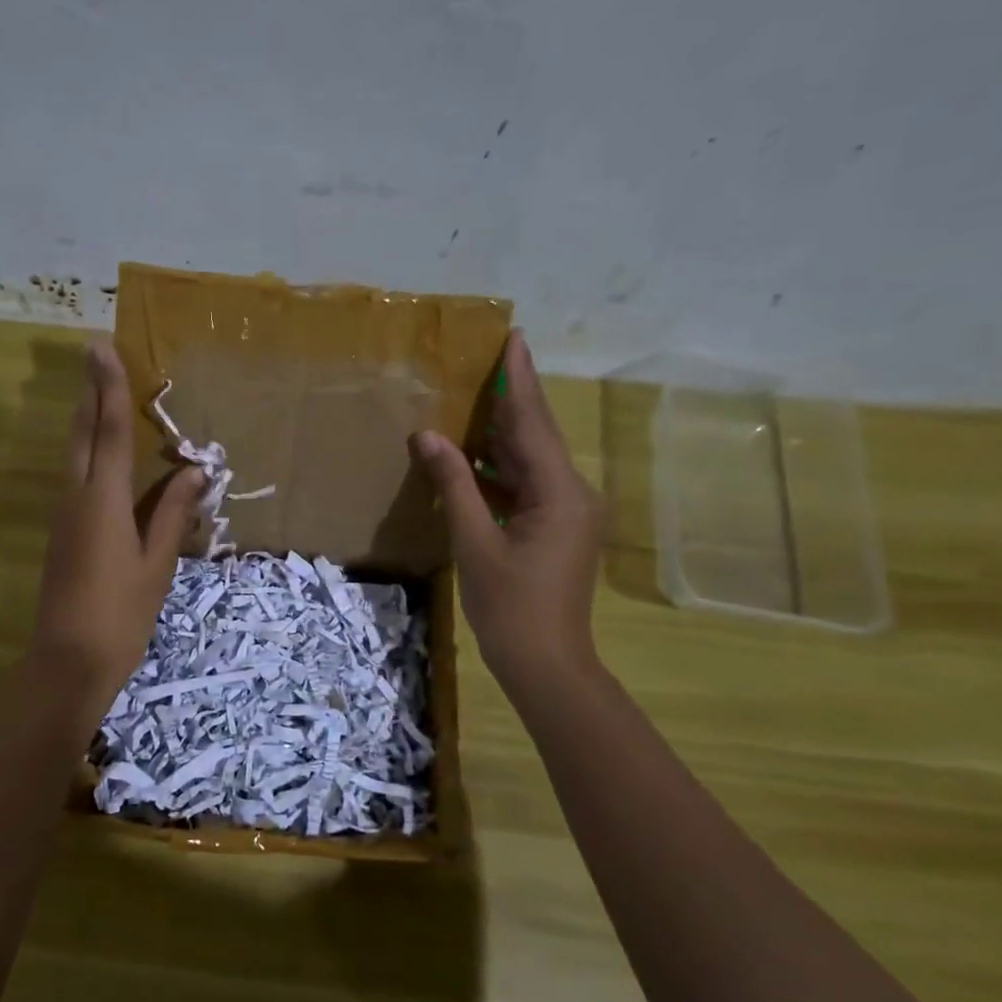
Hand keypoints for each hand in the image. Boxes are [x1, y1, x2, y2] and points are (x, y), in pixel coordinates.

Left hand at [27, 344, 205, 728]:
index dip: (109, 388)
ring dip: (86, 420)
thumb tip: (196, 471)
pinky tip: (101, 455)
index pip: (109, 431)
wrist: (67, 660)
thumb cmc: (121, 613)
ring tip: (101, 394)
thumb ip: (173, 513)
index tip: (101, 348)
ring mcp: (63, 514)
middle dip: (89, 393)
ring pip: (73, 454)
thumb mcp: (157, 563)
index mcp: (103, 500)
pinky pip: (75, 476)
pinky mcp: (62, 532)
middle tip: (96, 357)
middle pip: (82, 434)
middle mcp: (76, 496)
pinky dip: (87, 452)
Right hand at [414, 333, 605, 689]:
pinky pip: (526, 484)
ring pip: (530, 460)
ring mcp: (567, 512)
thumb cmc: (510, 606)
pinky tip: (471, 454)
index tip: (514, 338)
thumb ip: (454, 484)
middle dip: (511, 398)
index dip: (520, 380)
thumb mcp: (474, 543)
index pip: (533, 424)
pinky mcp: (556, 527)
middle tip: (488, 357)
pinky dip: (499, 467)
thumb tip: (428, 436)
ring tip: (473, 396)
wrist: (546, 663)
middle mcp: (573, 493)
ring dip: (501, 433)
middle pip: (535, 436)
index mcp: (560, 494)